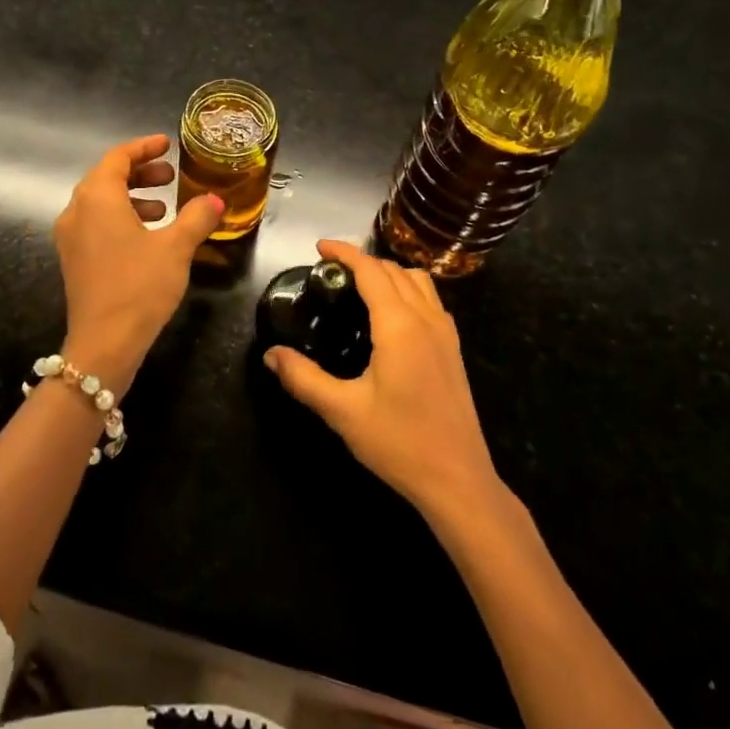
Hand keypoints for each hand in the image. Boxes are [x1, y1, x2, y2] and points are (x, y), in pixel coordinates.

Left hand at [53, 134, 221, 393]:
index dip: (144, 147)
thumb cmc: (139, 286)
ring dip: (133, 197)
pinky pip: (97, 224)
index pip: (118, 157)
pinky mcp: (74, 260)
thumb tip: (215, 200)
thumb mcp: (176, 248)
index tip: (167, 144)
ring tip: (166, 208)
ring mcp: (71, 237)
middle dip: (141, 173)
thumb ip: (197, 217)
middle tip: (171, 177)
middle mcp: (77, 211)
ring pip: (101, 203)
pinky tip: (149, 237)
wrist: (104, 344)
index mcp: (97, 198)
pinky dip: (122, 218)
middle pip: (107, 178)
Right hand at [264, 239, 502, 519]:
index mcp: (399, 325)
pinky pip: (431, 300)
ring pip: (418, 281)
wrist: (459, 481)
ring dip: (389, 271)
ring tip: (360, 284)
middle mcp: (426, 319)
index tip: (319, 247)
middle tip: (331, 270)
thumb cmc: (399, 443)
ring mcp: (446, 334)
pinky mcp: (454, 350)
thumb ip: (304, 379)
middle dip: (363, 260)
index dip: (345, 253)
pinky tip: (392, 314)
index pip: (371, 271)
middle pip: (395, 270)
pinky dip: (408, 289)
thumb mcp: (343, 412)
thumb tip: (271, 355)